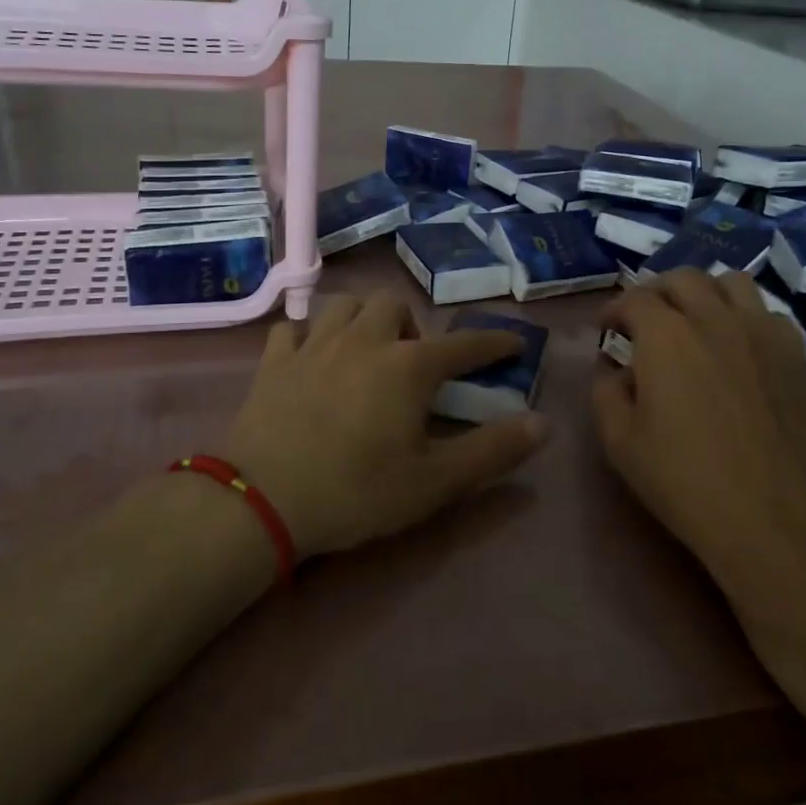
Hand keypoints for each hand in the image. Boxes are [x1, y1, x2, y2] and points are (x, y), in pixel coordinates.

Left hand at [222, 292, 548, 556]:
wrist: (262, 500)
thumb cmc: (356, 491)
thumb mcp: (435, 482)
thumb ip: (492, 451)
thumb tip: (543, 423)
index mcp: (408, 366)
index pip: (463, 345)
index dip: (492, 342)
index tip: (512, 342)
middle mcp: (364, 341)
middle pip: (394, 304)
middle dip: (412, 325)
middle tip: (413, 363)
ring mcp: (314, 346)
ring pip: (344, 304)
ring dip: (363, 319)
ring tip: (366, 351)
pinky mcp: (274, 362)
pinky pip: (293, 329)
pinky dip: (307, 335)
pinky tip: (310, 358)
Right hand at [593, 269, 805, 601]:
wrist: (775, 518)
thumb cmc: (685, 481)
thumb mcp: (620, 442)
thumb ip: (606, 392)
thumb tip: (616, 370)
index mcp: (666, 336)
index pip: (634, 298)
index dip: (615, 310)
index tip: (608, 329)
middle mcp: (715, 318)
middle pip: (683, 277)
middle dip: (656, 291)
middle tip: (647, 319)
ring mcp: (763, 331)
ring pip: (731, 282)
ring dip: (705, 292)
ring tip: (697, 319)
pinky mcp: (797, 354)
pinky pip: (768, 313)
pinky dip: (746, 317)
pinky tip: (740, 347)